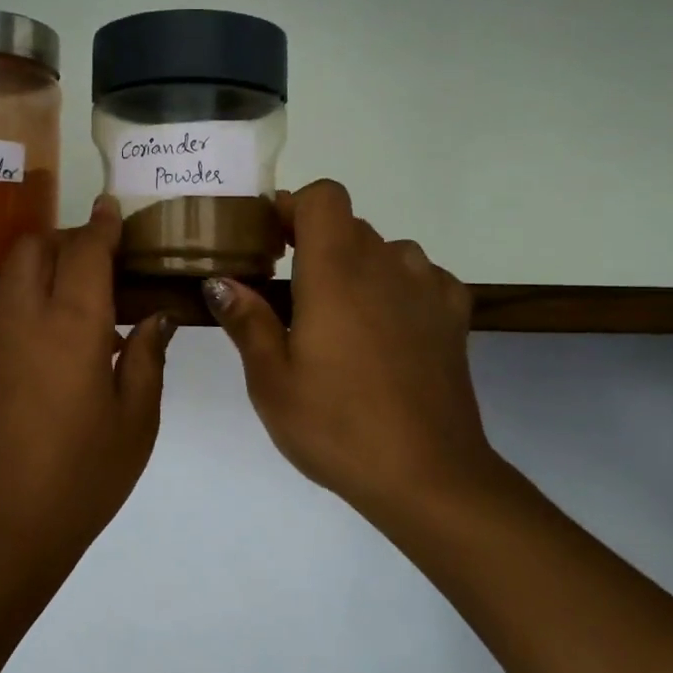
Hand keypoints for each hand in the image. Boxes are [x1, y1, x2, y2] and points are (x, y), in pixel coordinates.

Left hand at [0, 196, 174, 573]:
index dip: (101, 225)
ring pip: (15, 276)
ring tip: (89, 298)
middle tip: (106, 259)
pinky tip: (65, 339)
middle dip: (68, 238)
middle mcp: (24, 320)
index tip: (113, 208)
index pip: (84, 252)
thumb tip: (156, 317)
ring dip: (48, 267)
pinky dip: (34, 299)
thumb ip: (147, 358)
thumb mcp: (135, 421)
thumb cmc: (81, 478)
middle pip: (35, 249)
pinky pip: (7, 309)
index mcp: (71, 327)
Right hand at [204, 179, 497, 510]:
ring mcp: (427, 289)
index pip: (324, 196)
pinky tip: (386, 331)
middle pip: (349, 224)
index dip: (293, 207)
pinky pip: (421, 278)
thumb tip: (219, 281)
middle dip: (315, 243)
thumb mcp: (271, 381)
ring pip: (386, 251)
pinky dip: (397, 288)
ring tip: (340, 318)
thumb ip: (246, 321)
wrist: (429, 475)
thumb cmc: (337, 426)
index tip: (270, 241)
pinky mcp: (454, 317)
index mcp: (336, 272)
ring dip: (358, 267)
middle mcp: (386, 265)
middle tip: (289, 293)